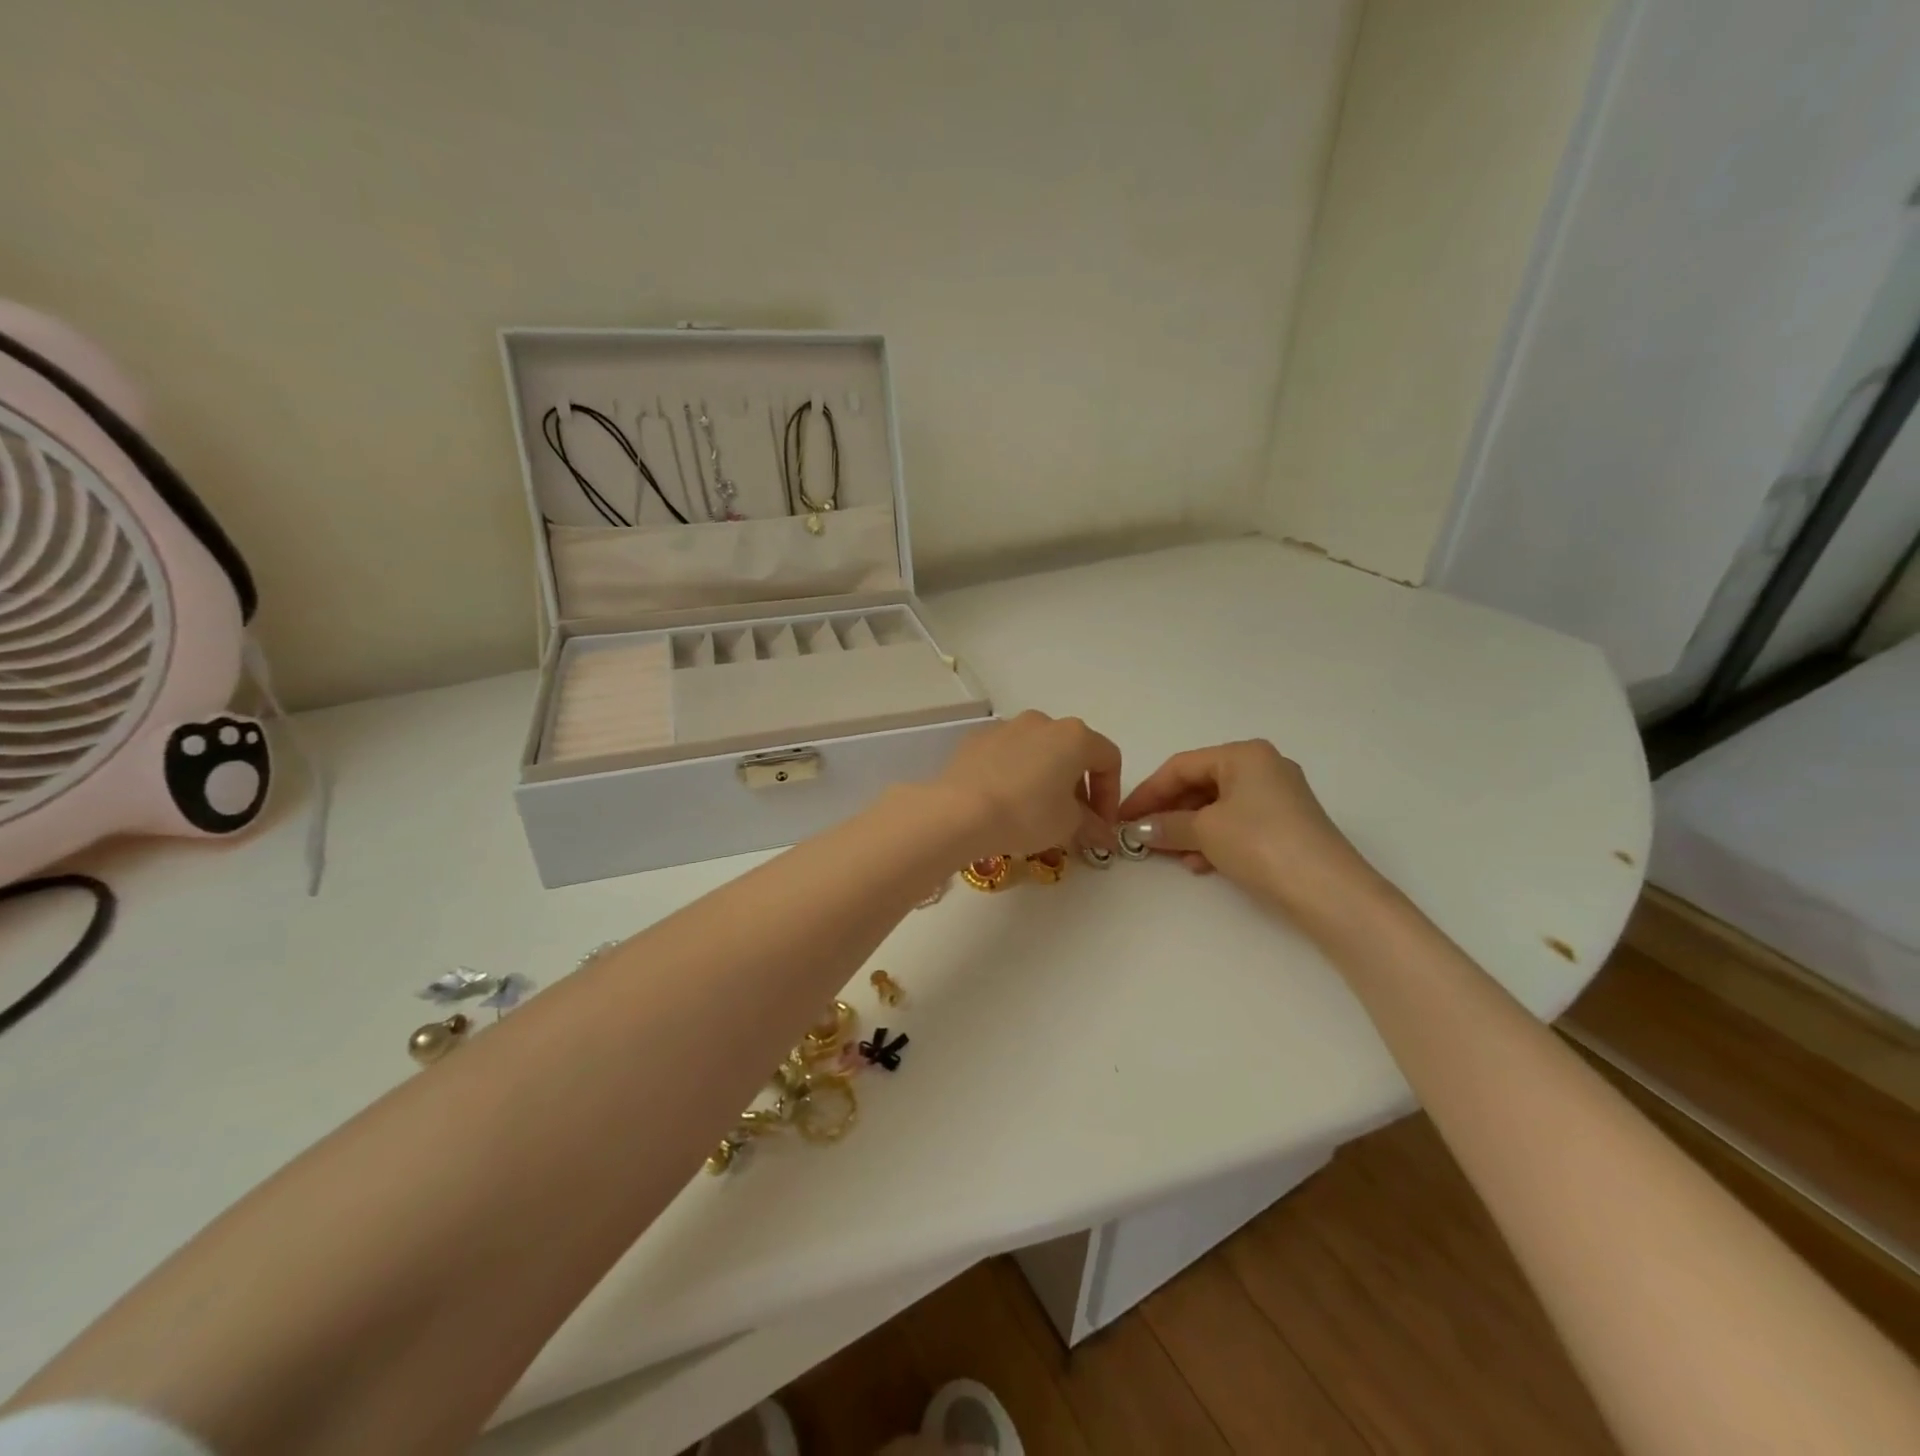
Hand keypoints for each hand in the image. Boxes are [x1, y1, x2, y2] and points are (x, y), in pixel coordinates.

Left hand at [933, 711, 1121, 860]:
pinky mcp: (976, 739)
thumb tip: (1102, 833)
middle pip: (1072, 752)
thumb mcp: (1067, 825)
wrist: (959, 811)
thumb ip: (1091, 825)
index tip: (1102, 825)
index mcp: (1074, 736)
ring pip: (1038, 751)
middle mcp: (1042, 722)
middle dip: (1078, 787)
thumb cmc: (1026, 814)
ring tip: (1037, 813)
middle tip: (1074, 822)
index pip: (1108, 759)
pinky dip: (1015, 775)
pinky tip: (1005, 802)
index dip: (1111, 795)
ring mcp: (1006, 727)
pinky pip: (1007, 756)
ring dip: (1046, 778)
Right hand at [1117, 740, 1382, 918]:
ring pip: (1217, 808)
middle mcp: (1263, 766)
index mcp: (1243, 754)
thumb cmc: (1261, 843)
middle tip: (1143, 837)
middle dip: (1169, 813)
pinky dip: (1214, 841)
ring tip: (1171, 855)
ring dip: (1189, 830)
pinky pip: (1237, 824)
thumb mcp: (1205, 831)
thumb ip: (1167, 825)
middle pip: (1199, 785)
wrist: (1328, 890)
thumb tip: (1139, 829)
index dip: (1147, 792)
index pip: (1181, 766)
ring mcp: (1278, 797)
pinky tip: (1201, 865)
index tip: (1123, 817)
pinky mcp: (1287, 825)